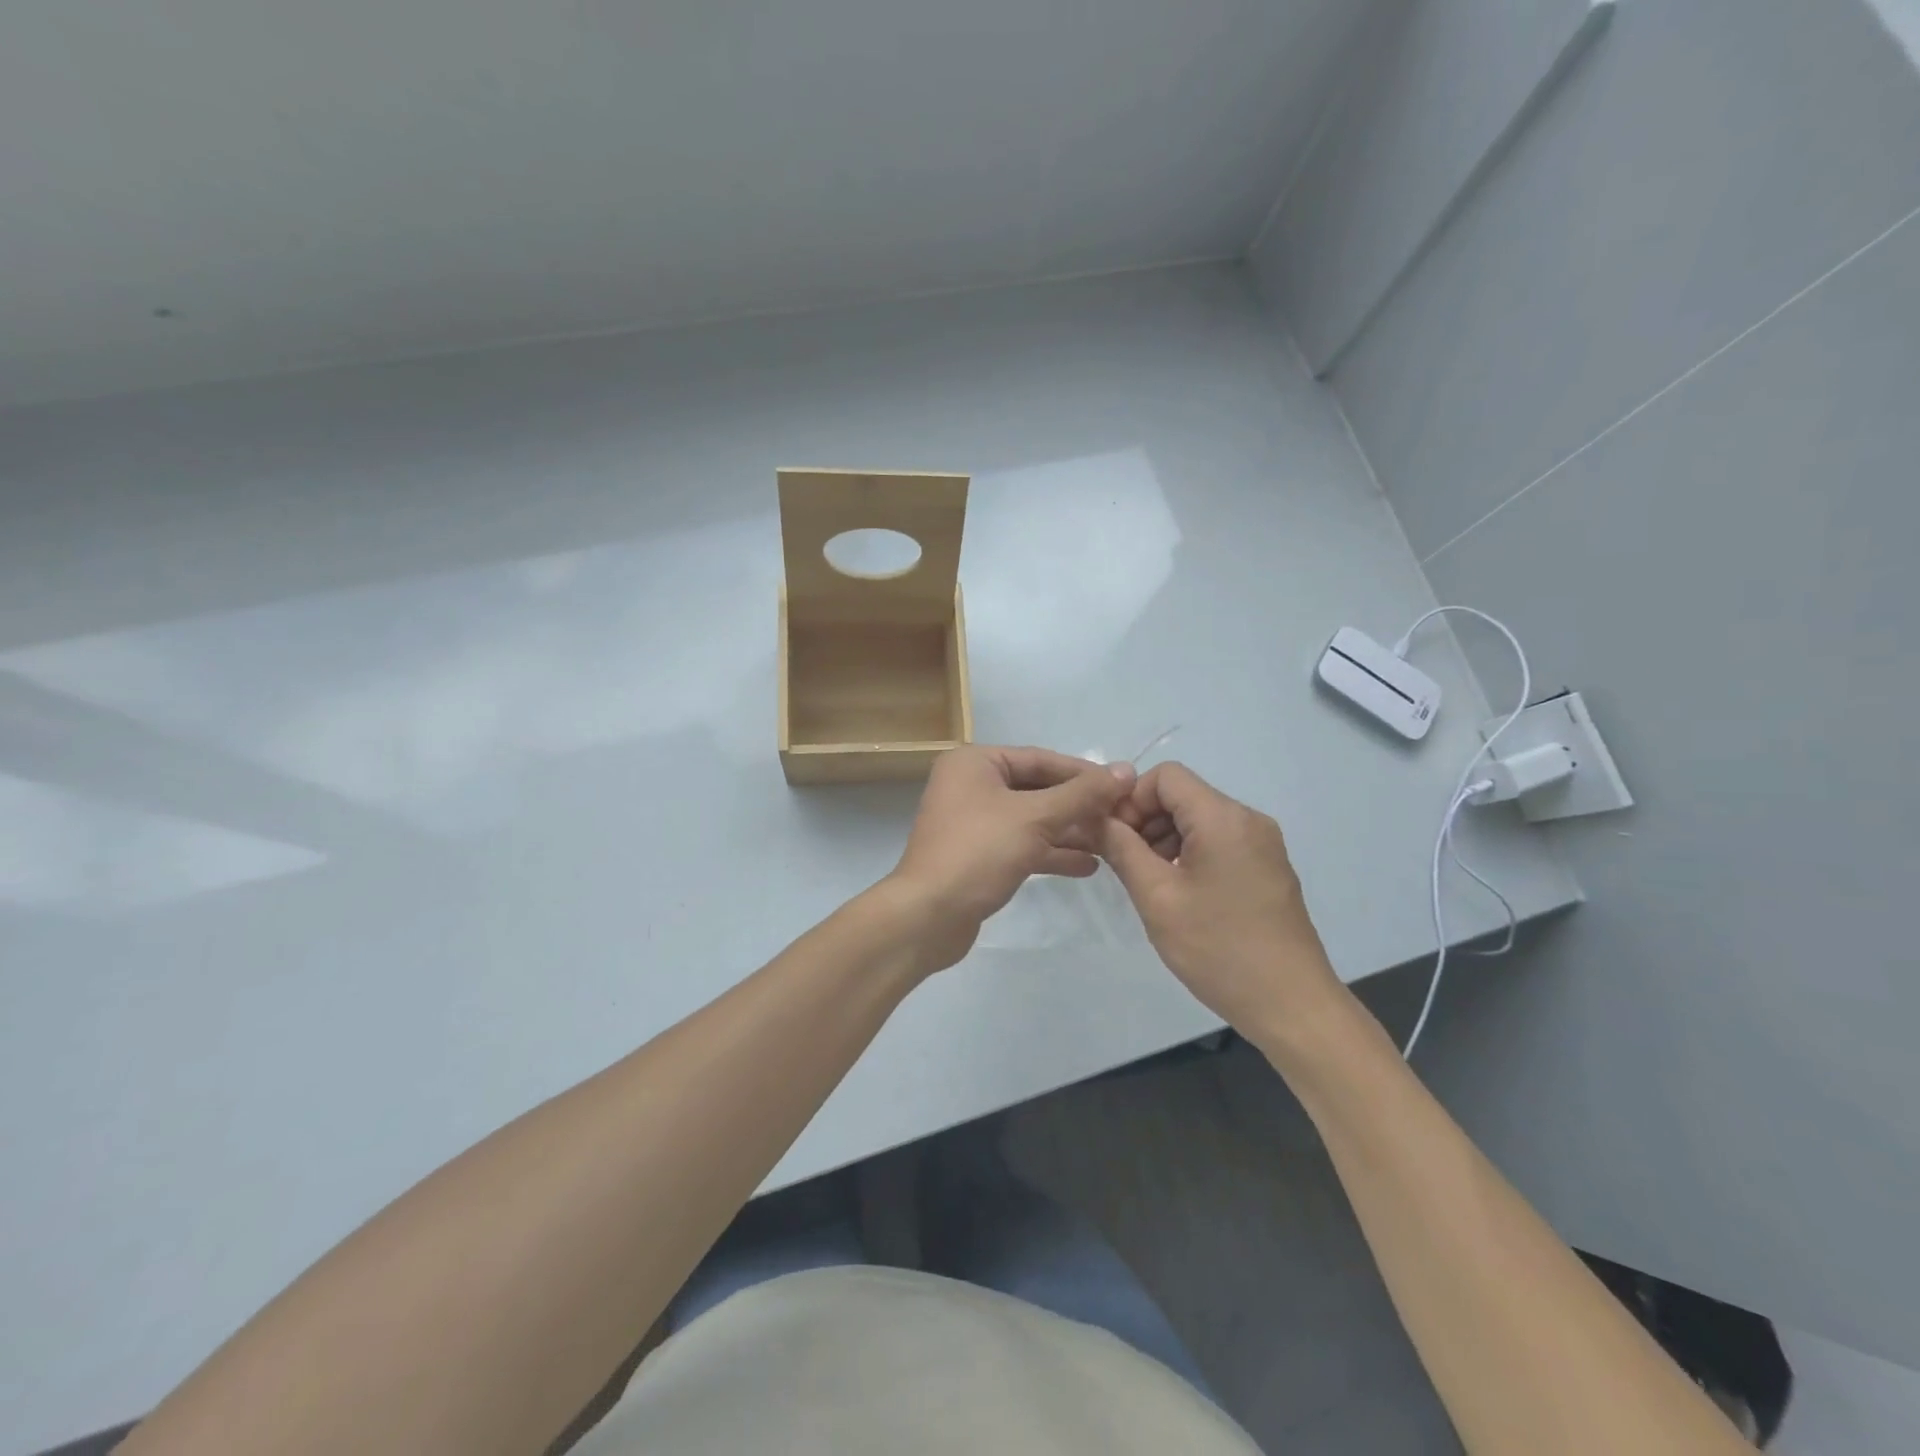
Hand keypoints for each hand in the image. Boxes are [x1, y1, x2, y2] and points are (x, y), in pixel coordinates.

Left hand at [887, 745, 1134, 972]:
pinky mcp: (978, 855)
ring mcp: (973, 822)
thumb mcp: (1034, 817)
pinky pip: (1022, 844)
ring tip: (1112, 843)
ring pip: (1031, 819)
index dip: (1084, 773)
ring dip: (1070, 831)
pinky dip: (1051, 852)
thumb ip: (1082, 794)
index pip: (1040, 759)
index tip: (1124, 786)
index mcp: (975, 763)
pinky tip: (1087, 866)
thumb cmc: (979, 852)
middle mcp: (971, 785)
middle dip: (1079, 806)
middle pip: (1037, 789)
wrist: (928, 916)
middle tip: (1122, 818)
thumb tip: (1125, 769)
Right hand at [1100, 762, 1342, 1038]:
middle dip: (1145, 820)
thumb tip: (1099, 819)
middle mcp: (1248, 820)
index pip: (1166, 776)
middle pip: (1183, 795)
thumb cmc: (1218, 948)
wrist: (1290, 1004)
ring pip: (1200, 819)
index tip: (1113, 837)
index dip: (1131, 799)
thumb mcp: (1157, 898)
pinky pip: (1219, 841)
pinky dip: (1189, 853)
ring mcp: (1263, 844)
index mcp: (1223, 818)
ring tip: (1147, 881)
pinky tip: (1177, 892)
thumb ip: (1122, 849)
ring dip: (1165, 838)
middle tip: (1122, 862)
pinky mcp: (1268, 867)